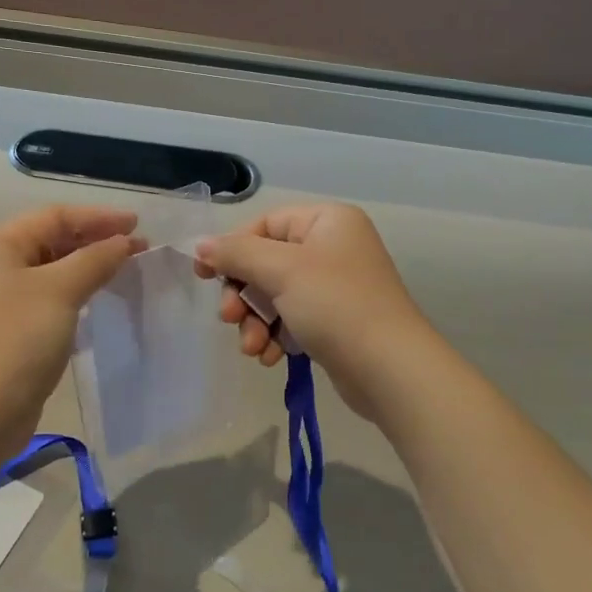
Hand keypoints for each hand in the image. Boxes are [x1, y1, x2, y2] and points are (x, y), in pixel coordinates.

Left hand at [0, 205, 145, 425]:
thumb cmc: (17, 338)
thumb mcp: (60, 290)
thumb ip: (95, 259)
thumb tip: (124, 242)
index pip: (54, 216)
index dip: (99, 218)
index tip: (138, 226)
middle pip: (50, 240)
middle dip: (95, 242)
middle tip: (137, 250)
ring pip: (50, 271)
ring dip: (87, 268)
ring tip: (124, 271)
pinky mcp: (6, 330)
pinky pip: (47, 299)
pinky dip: (74, 293)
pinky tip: (98, 301)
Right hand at [193, 203, 433, 416]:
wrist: (390, 369)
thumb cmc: (336, 305)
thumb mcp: (281, 270)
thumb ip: (237, 253)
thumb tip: (201, 245)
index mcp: (327, 221)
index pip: (264, 224)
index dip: (231, 249)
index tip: (203, 276)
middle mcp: (333, 247)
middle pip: (266, 262)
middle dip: (244, 294)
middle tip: (230, 318)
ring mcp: (336, 286)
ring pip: (275, 295)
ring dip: (257, 322)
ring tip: (254, 348)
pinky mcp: (335, 320)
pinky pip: (292, 319)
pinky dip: (277, 336)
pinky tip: (273, 358)